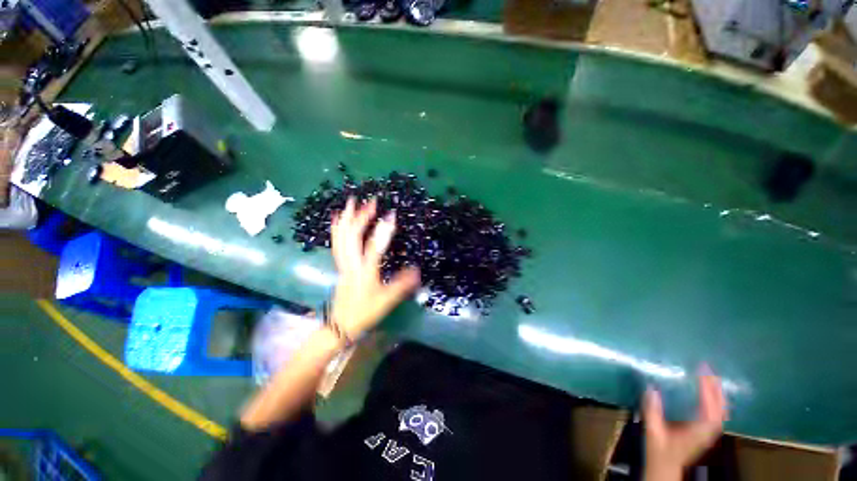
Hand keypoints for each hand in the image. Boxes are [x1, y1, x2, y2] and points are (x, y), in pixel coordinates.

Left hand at [329, 197, 420, 339]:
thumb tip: (417, 270)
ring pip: (341, 237)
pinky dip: (336, 229)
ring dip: (347, 218)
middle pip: (352, 236)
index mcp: (364, 271)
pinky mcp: (340, 265)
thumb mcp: (387, 300)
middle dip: (361, 216)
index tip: (391, 215)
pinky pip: (336, 243)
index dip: (383, 230)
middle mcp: (351, 264)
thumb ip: (402, 284)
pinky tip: (337, 219)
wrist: (340, 325)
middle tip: (371, 201)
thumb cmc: (365, 312)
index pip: (373, 247)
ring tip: (351, 201)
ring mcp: (343, 263)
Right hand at [643, 366, 727, 480]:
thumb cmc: (658, 451)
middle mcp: (708, 432)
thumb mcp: (653, 432)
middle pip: (721, 409)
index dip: (709, 391)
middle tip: (707, 368)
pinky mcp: (705, 431)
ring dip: (718, 393)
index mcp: (697, 432)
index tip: (702, 371)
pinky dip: (716, 400)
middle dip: (717, 388)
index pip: (710, 410)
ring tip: (709, 376)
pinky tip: (708, 393)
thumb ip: (653, 412)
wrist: (665, 467)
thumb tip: (651, 387)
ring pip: (721, 411)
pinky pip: (716, 413)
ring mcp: (708, 432)